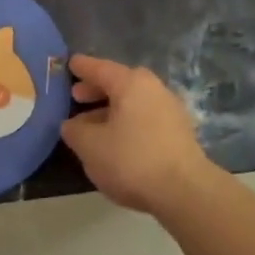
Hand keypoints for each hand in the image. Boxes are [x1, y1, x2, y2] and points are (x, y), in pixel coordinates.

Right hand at [61, 54, 216, 214]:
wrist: (184, 191)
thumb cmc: (131, 160)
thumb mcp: (90, 146)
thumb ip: (75, 130)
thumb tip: (72, 125)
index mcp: (131, 84)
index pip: (100, 68)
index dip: (82, 67)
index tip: (70, 63)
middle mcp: (153, 89)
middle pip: (120, 84)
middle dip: (96, 90)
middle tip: (76, 96)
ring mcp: (170, 110)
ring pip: (133, 103)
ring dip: (110, 110)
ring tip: (91, 125)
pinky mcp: (179, 133)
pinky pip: (144, 118)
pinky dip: (127, 123)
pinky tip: (116, 141)